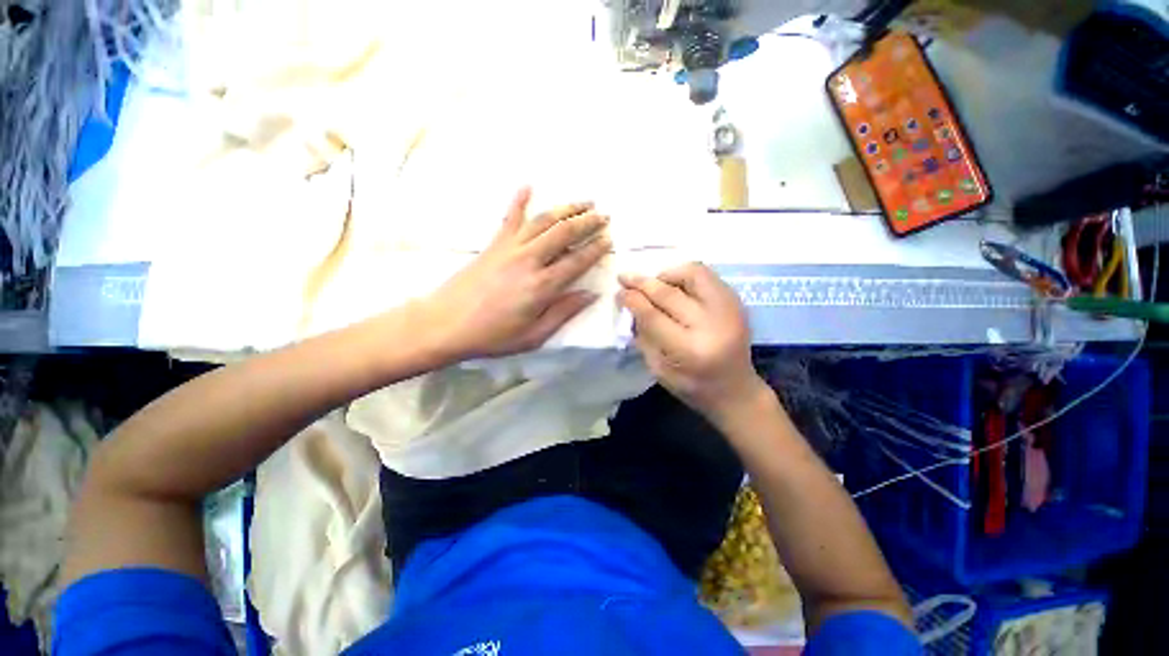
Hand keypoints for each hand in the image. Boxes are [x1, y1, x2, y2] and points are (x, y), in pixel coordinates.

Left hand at [424, 187, 610, 360]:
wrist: (444, 324)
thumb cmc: (492, 336)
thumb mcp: (534, 335)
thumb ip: (563, 313)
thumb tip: (590, 295)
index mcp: (542, 286)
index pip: (577, 261)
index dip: (596, 249)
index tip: (609, 240)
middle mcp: (529, 260)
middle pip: (564, 233)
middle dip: (588, 222)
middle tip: (604, 215)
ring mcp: (510, 248)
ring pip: (543, 220)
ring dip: (566, 208)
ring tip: (584, 202)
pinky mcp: (493, 244)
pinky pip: (509, 218)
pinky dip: (518, 200)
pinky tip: (528, 185)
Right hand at [618, 263, 766, 422]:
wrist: (735, 389)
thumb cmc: (692, 385)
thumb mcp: (658, 368)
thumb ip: (644, 335)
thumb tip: (631, 305)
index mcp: (688, 350)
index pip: (653, 315)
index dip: (632, 300)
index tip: (619, 292)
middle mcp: (711, 325)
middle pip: (669, 293)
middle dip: (642, 283)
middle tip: (625, 278)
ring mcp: (728, 310)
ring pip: (693, 274)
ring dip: (666, 274)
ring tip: (654, 282)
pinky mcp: (737, 302)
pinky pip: (707, 275)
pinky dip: (685, 275)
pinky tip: (674, 285)